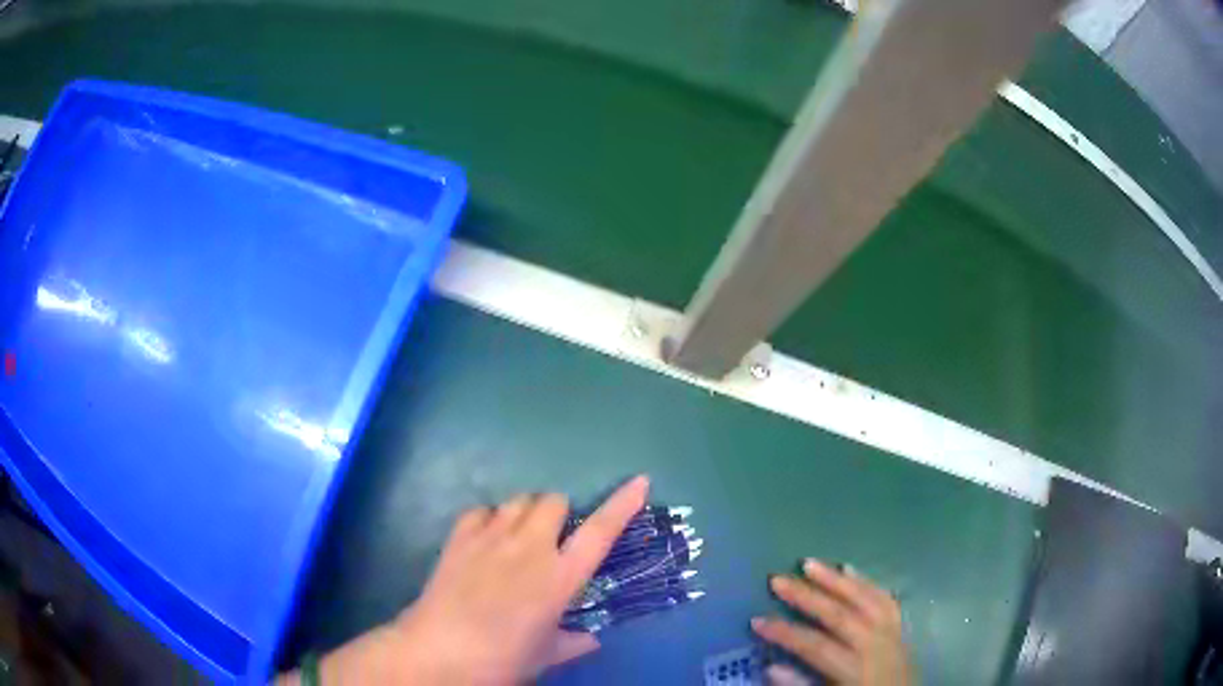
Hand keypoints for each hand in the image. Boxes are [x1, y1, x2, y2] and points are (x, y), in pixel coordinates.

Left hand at [289, 475, 649, 684]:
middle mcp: (529, 548)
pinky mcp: (459, 537)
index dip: (623, 504)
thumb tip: (592, 638)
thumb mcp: (545, 656)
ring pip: (518, 500)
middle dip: (559, 514)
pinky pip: (481, 511)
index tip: (640, 482)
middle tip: (553, 540)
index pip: (601, 532)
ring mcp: (491, 538)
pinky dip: (489, 520)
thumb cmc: (501, 659)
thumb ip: (573, 642)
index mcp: (559, 577)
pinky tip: (485, 540)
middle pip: (553, 501)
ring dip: (526, 514)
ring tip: (519, 538)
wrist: (440, 651)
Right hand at [752, 560, 911, 685]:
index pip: (816, 647)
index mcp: (855, 669)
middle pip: (839, 615)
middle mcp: (875, 645)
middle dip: (806, 597)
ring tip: (809, 563)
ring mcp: (892, 632)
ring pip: (864, 599)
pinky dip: (866, 582)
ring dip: (835, 580)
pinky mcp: (901, 626)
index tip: (757, 620)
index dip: (785, 633)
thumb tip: (771, 667)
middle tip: (777, 579)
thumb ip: (801, 685)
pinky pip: (885, 598)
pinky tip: (849, 568)